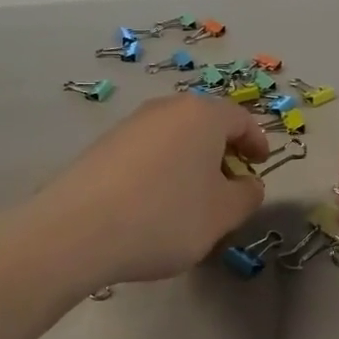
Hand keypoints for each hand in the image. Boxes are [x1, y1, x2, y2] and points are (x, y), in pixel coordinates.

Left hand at [33, 94, 269, 286]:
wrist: (77, 230)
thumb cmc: (165, 216)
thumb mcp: (222, 215)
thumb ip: (246, 195)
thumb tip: (247, 184)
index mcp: (202, 115)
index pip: (240, 119)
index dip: (256, 142)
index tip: (260, 165)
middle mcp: (166, 109)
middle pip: (205, 123)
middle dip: (221, 151)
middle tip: (228, 185)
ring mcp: (130, 124)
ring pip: (174, 137)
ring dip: (190, 161)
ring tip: (191, 199)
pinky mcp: (103, 145)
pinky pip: (146, 151)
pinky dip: (161, 169)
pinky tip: (153, 204)